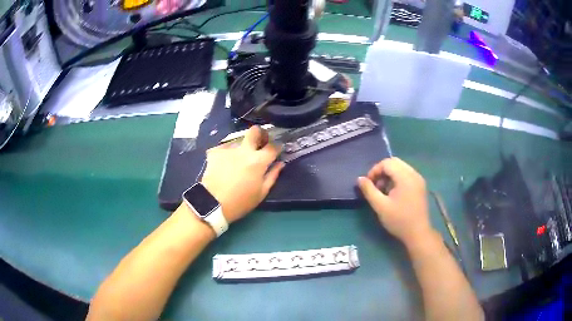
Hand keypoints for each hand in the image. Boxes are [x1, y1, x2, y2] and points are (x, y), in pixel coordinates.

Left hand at [201, 126, 283, 223]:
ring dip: (241, 147)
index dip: (277, 147)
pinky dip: (227, 154)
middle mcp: (244, 150)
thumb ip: (273, 175)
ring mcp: (228, 149)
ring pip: (238, 140)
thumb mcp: (261, 193)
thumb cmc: (240, 202)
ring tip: (237, 160)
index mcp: (258, 161)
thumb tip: (280, 163)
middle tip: (259, 143)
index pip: (273, 146)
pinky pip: (225, 148)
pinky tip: (223, 164)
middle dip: (260, 134)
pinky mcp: (214, 151)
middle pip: (255, 131)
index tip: (276, 150)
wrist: (212, 203)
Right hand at [357, 157, 433, 245]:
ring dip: (389, 174)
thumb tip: (360, 179)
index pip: (387, 163)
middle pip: (394, 162)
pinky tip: (393, 193)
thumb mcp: (380, 206)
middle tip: (375, 185)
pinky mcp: (420, 185)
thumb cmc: (399, 220)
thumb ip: (369, 190)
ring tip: (383, 191)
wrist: (418, 233)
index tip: (368, 184)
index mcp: (405, 177)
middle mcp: (414, 174)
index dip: (374, 170)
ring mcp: (419, 179)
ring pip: (401, 167)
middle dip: (382, 171)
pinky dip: (397, 178)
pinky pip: (406, 174)